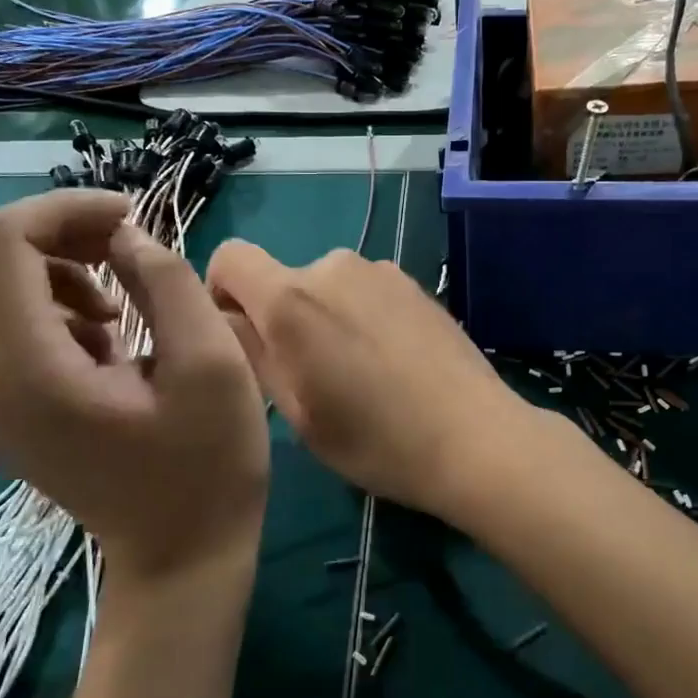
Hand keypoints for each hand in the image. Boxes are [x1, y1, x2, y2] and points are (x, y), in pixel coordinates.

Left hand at [0, 190, 268, 580]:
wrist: (179, 554)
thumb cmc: (208, 464)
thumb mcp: (211, 363)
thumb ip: (166, 280)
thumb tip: (123, 235)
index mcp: (25, 372)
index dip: (62, 208)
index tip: (129, 217)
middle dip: (42, 227)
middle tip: (115, 244)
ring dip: (42, 262)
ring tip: (114, 300)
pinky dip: (38, 298)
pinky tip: (99, 334)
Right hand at [205, 243, 531, 519]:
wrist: (474, 437)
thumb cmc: (374, 440)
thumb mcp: (296, 412)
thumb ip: (252, 353)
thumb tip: (227, 319)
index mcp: (291, 298)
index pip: (229, 257)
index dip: (222, 292)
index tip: (244, 339)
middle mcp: (332, 266)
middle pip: (281, 278)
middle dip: (281, 317)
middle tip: (311, 375)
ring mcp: (379, 270)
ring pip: (325, 286)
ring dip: (324, 317)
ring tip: (358, 373)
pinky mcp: (414, 282)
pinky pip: (365, 290)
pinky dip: (361, 315)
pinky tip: (391, 361)